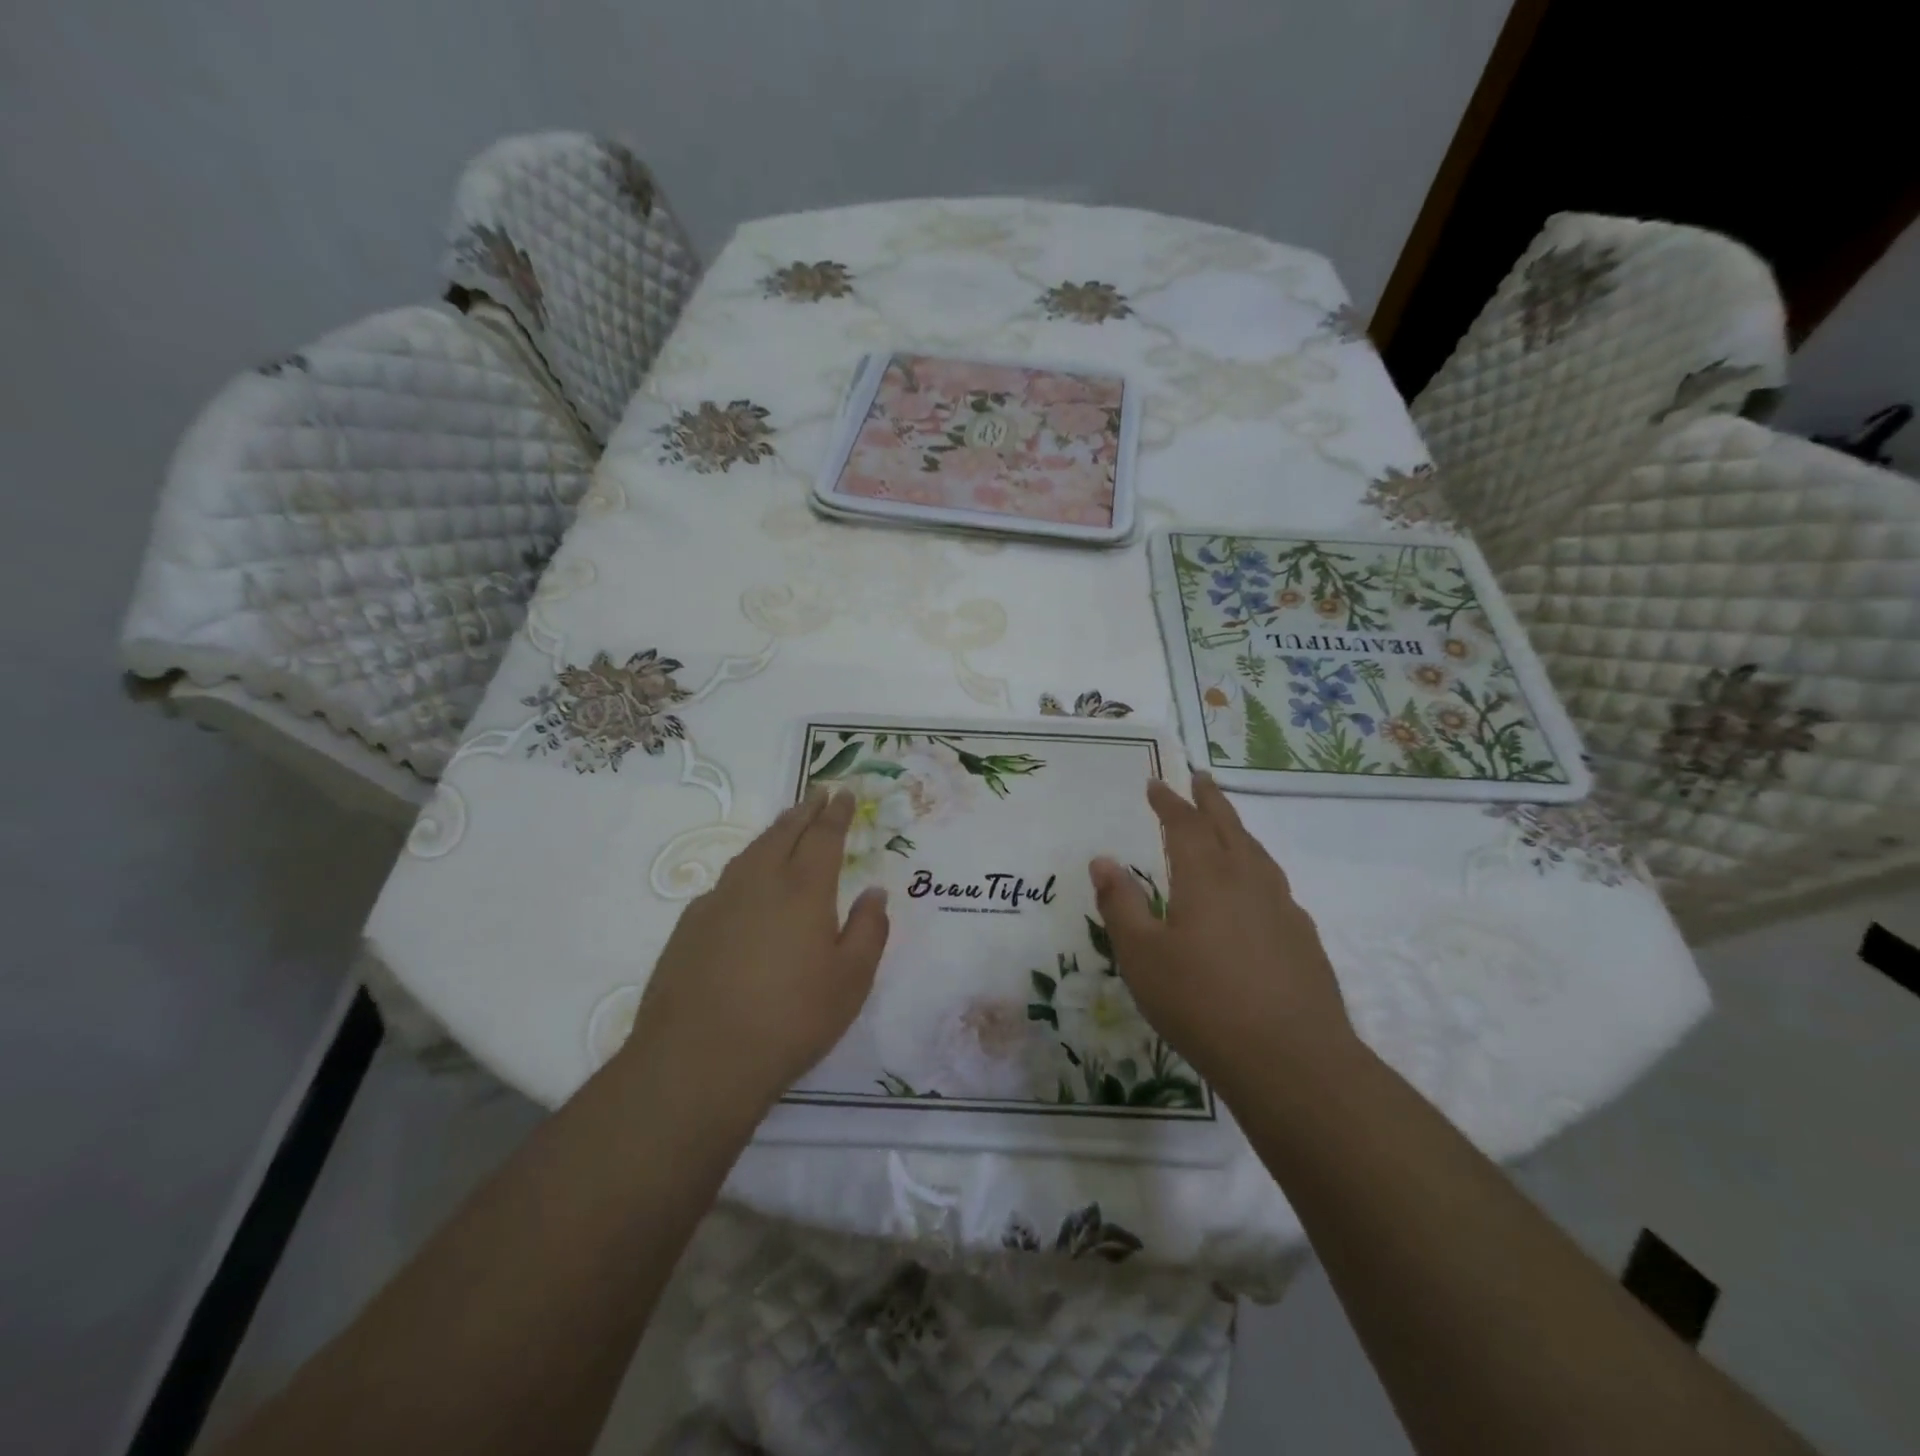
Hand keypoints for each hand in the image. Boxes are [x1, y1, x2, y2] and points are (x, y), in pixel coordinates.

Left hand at [620, 789, 889, 1113]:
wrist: (698, 1060)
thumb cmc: (790, 1020)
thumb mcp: (851, 982)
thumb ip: (869, 930)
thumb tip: (874, 892)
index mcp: (803, 890)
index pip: (824, 836)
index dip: (836, 813)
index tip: (843, 792)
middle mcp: (759, 882)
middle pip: (784, 832)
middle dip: (804, 810)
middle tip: (817, 793)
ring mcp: (718, 901)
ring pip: (751, 852)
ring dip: (774, 832)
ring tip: (786, 825)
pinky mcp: (689, 926)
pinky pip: (726, 881)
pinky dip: (746, 868)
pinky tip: (746, 885)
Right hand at [1089, 774, 1355, 1096]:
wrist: (1292, 1061)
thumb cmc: (1201, 1003)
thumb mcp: (1142, 956)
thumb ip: (1121, 905)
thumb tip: (1102, 860)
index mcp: (1206, 877)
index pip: (1185, 824)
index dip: (1169, 801)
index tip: (1157, 784)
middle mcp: (1248, 880)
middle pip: (1228, 826)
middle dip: (1211, 800)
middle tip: (1200, 778)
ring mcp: (1282, 908)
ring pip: (1257, 853)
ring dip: (1237, 831)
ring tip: (1226, 825)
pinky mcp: (1303, 938)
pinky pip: (1274, 886)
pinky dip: (1257, 869)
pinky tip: (1254, 892)